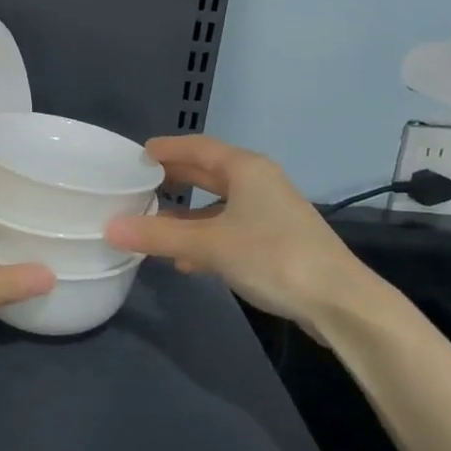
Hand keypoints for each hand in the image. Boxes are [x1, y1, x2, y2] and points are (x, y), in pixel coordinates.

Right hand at [103, 136, 393, 336]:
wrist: (340, 302)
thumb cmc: (273, 257)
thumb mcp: (209, 244)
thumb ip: (159, 235)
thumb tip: (110, 227)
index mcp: (246, 169)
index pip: (197, 147)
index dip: (166, 149)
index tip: (136, 156)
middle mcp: (258, 183)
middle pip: (208, 173)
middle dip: (174, 179)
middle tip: (138, 184)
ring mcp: (270, 213)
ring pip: (218, 205)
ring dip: (187, 214)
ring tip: (153, 223)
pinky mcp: (276, 242)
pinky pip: (229, 229)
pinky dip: (205, 238)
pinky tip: (185, 260)